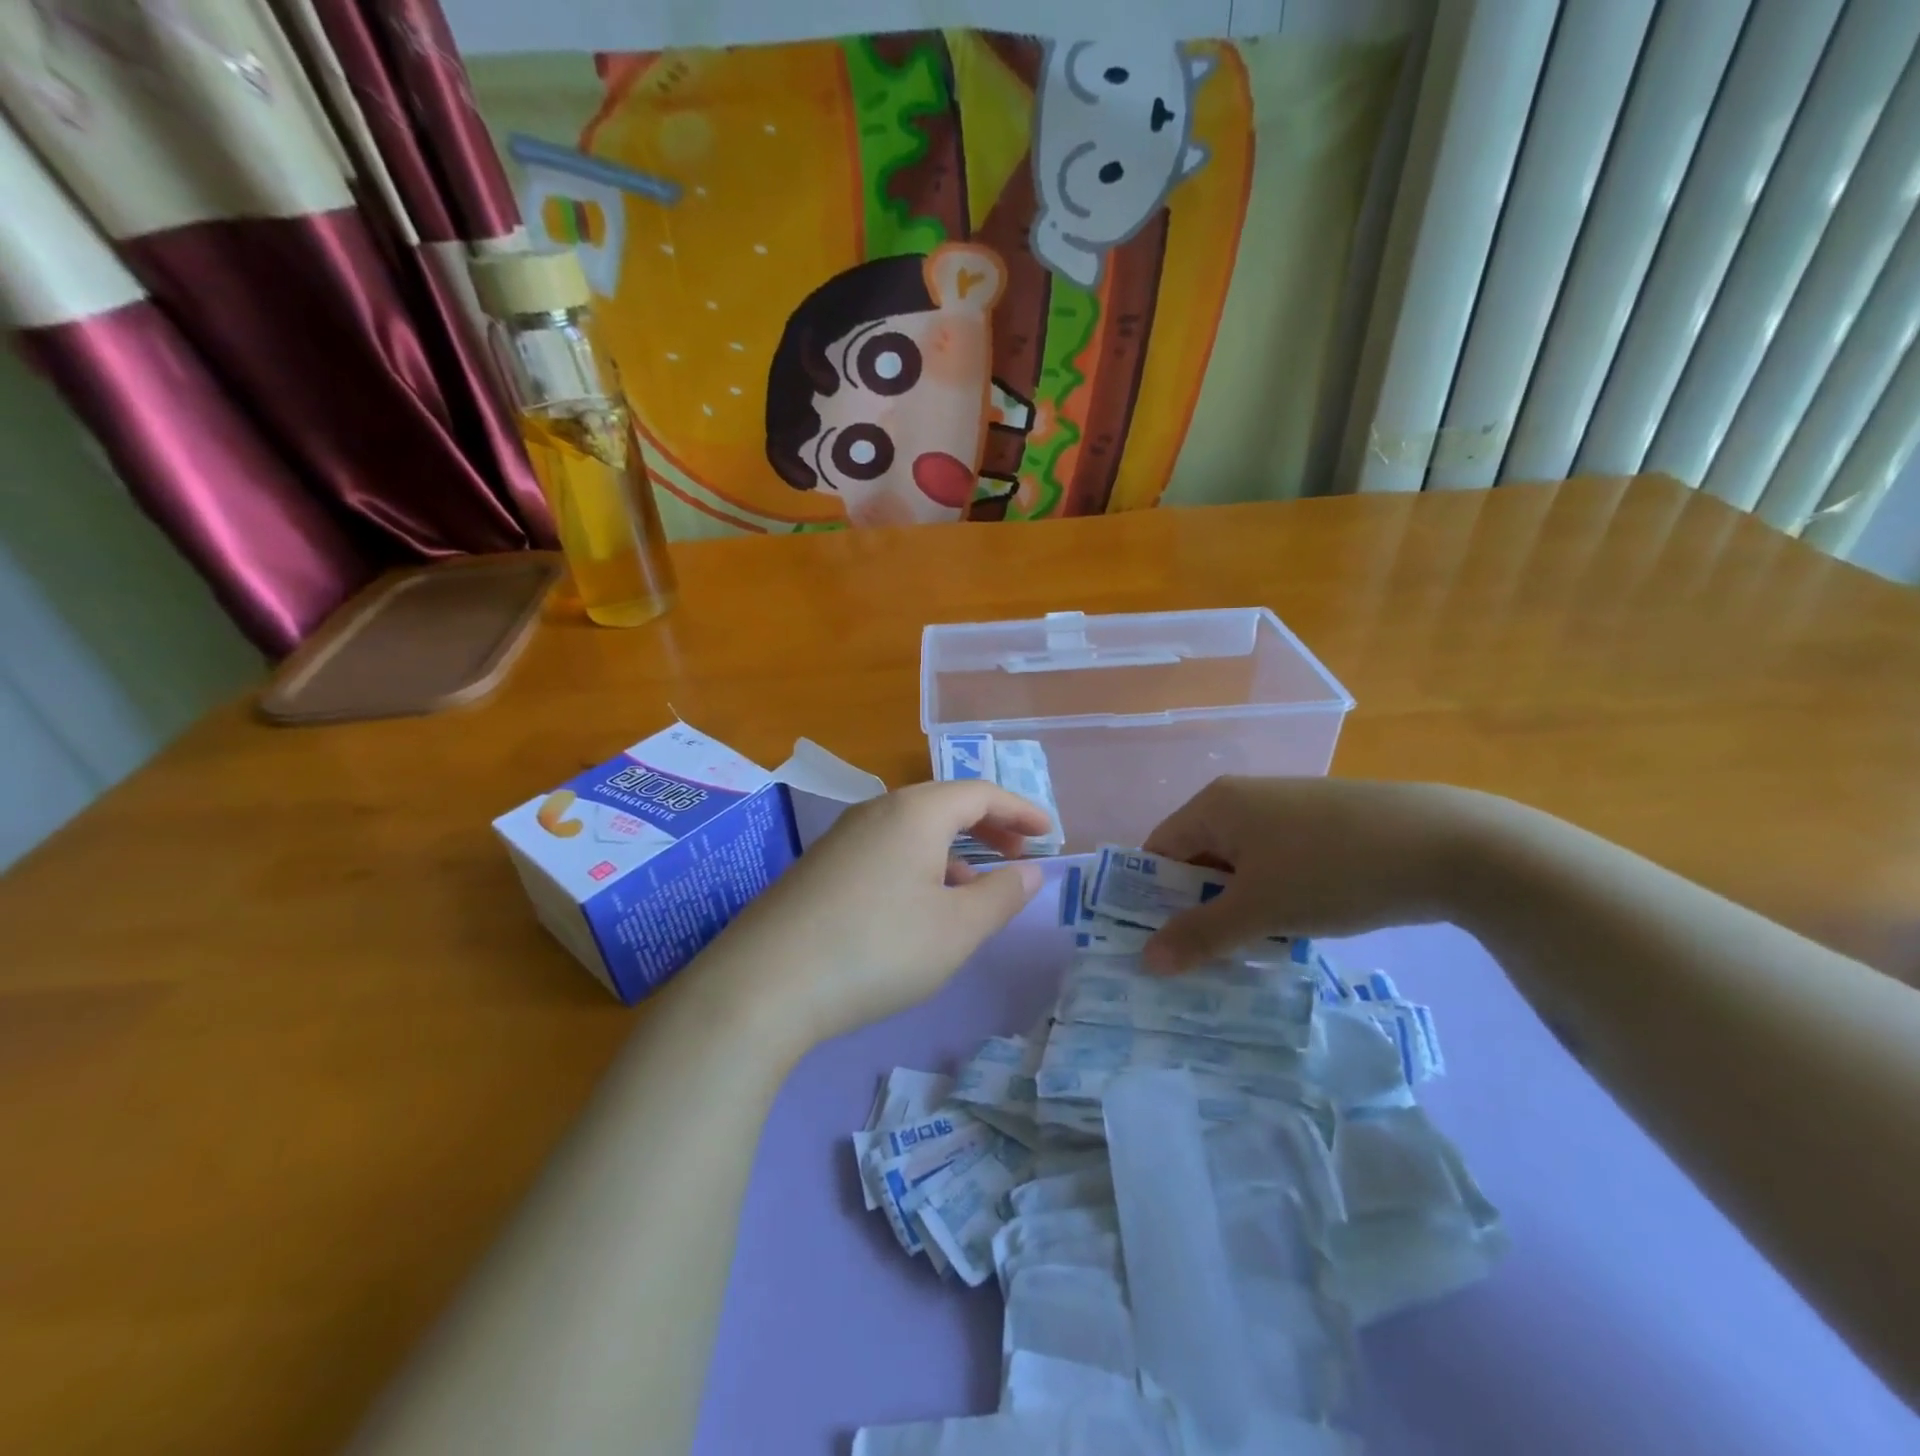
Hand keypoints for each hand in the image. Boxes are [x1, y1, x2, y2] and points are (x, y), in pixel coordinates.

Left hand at [693, 782, 1051, 1049]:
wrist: (764, 984)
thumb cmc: (878, 948)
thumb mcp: (956, 928)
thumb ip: (1001, 894)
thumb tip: (1031, 870)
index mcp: (916, 812)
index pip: (980, 793)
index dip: (1021, 810)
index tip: (1050, 833)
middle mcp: (878, 811)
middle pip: (945, 805)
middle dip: (989, 826)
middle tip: (1019, 854)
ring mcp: (843, 837)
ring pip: (913, 830)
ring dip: (953, 850)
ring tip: (975, 887)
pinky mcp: (821, 867)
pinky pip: (886, 850)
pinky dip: (919, 865)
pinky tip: (920, 906)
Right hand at [1141, 776, 1487, 973]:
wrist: (1449, 845)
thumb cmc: (1332, 870)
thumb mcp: (1261, 909)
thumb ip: (1200, 935)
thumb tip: (1146, 961)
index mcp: (1215, 805)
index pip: (1158, 850)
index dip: (1149, 898)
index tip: (1156, 946)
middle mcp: (1243, 800)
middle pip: (1197, 859)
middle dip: (1195, 910)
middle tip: (1198, 961)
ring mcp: (1285, 811)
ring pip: (1239, 868)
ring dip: (1236, 910)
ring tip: (1244, 955)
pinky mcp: (1321, 827)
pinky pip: (1274, 866)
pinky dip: (1270, 899)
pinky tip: (1289, 932)